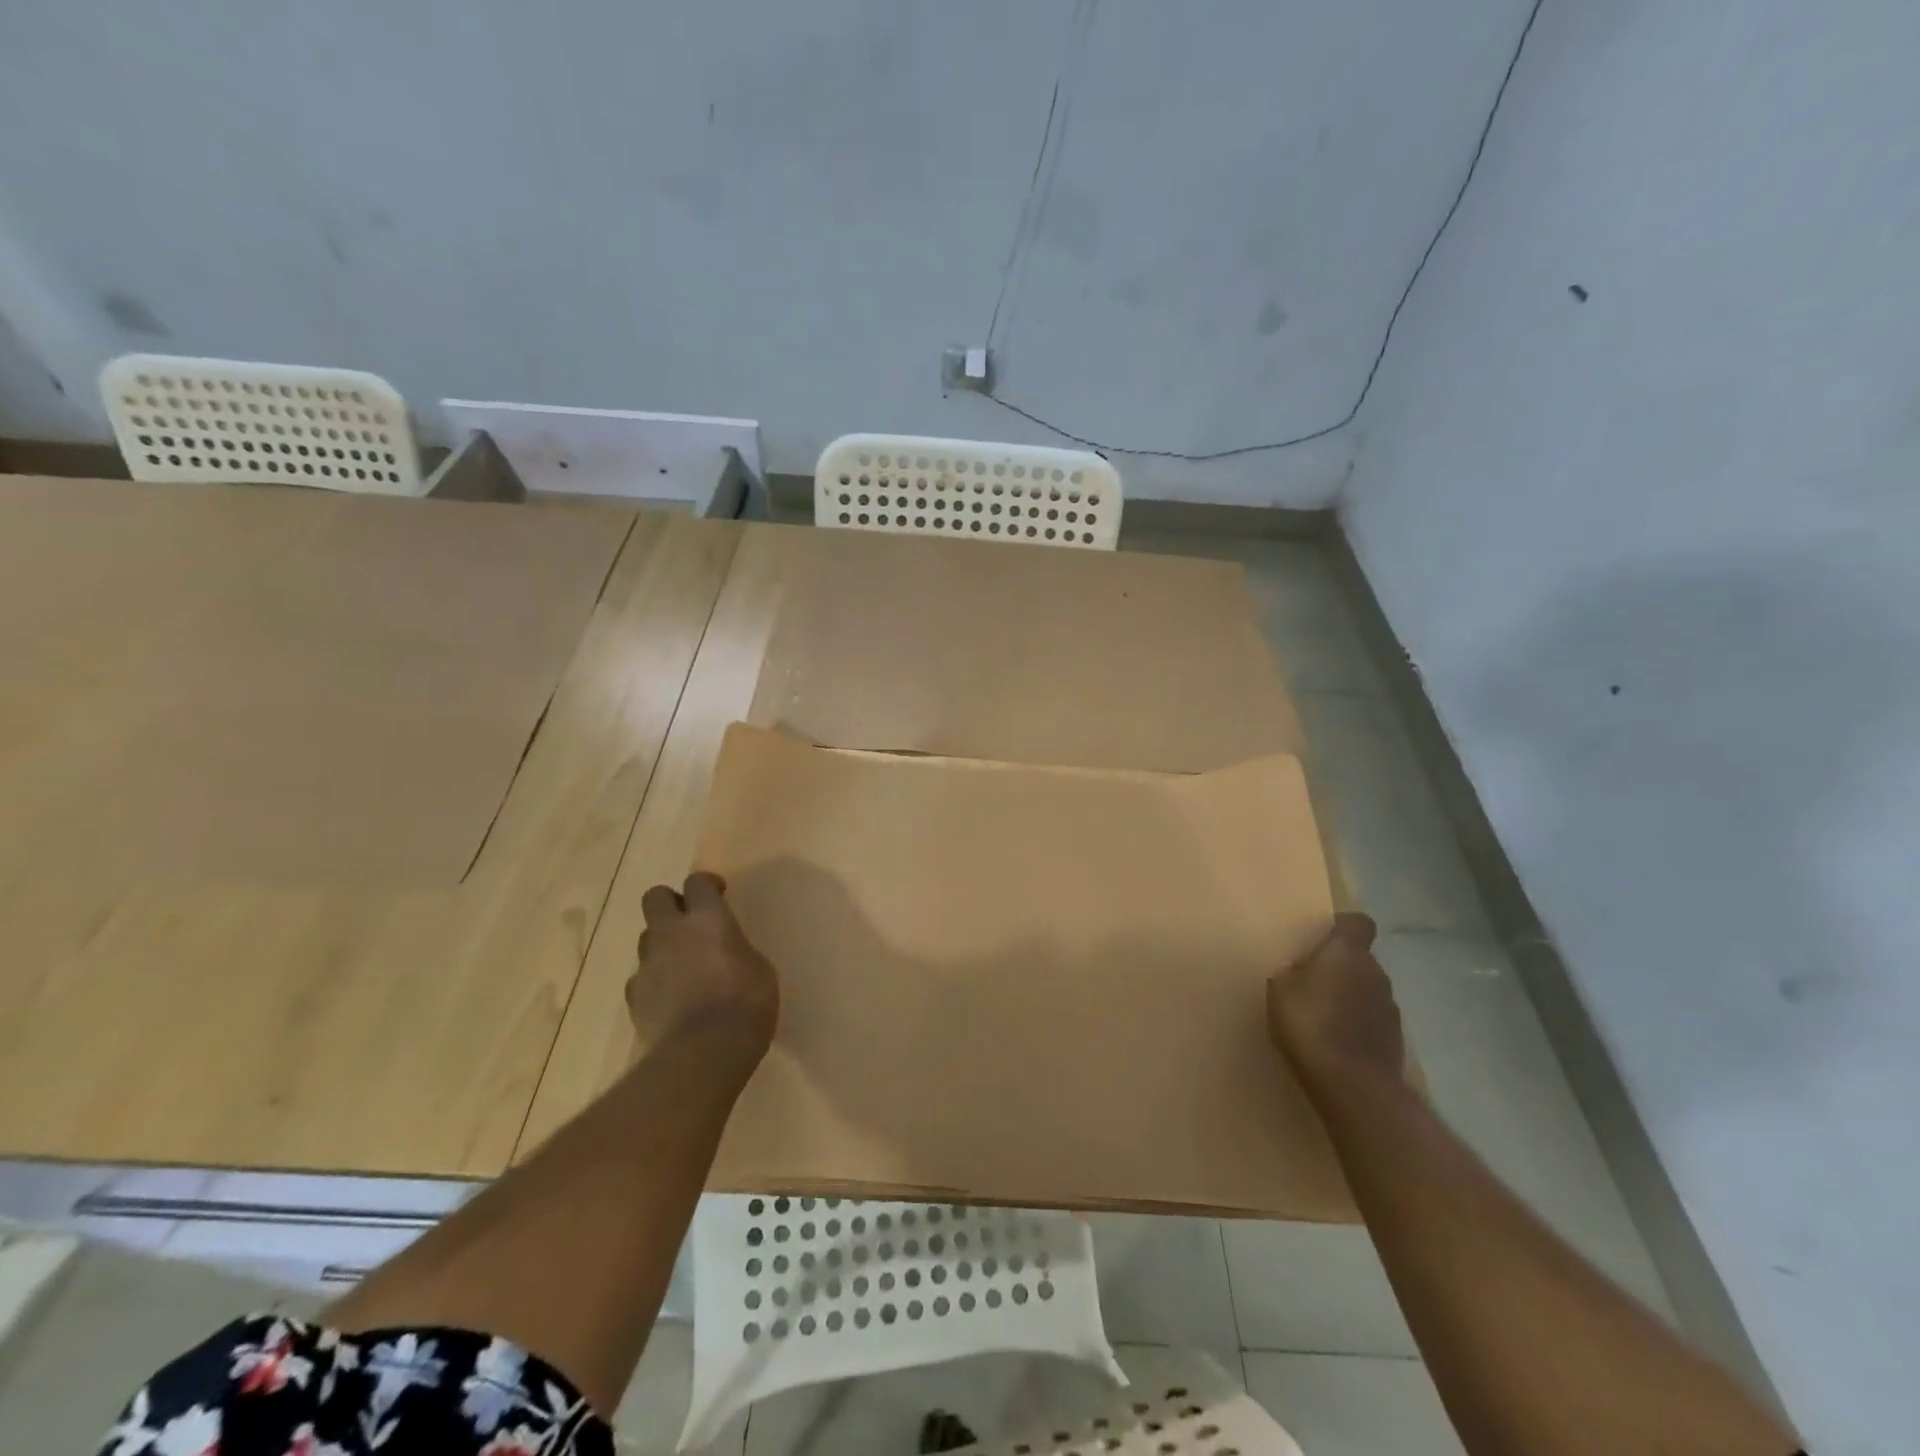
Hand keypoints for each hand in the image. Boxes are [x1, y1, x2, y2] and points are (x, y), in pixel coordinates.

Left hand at [627, 873, 779, 1050]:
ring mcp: (648, 964)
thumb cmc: (746, 1004)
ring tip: (683, 966)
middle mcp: (672, 933)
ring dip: (663, 943)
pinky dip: (654, 981)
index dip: (707, 884)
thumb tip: (726, 952)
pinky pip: (641, 977)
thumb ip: (736, 950)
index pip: (698, 882)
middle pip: (655, 897)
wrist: (703, 1053)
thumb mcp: (759, 969)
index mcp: (708, 919)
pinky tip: (671, 998)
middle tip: (691, 921)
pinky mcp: (634, 997)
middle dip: (670, 903)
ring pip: (646, 937)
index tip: (719, 894)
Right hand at [1267, 913, 1404, 1091]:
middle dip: (1340, 968)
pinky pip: (1372, 1020)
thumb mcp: (1280, 989)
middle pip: (1360, 960)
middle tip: (1312, 985)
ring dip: (1350, 998)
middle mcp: (1376, 973)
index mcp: (1347, 953)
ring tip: (1323, 1019)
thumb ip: (1294, 973)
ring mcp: (1390, 1008)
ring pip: (1367, 991)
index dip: (1344, 927)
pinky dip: (1358, 1025)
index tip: (1326, 937)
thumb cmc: (1309, 1024)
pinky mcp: (1396, 1039)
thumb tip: (1304, 973)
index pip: (1358, 923)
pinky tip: (1337, 1043)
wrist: (1352, 1084)